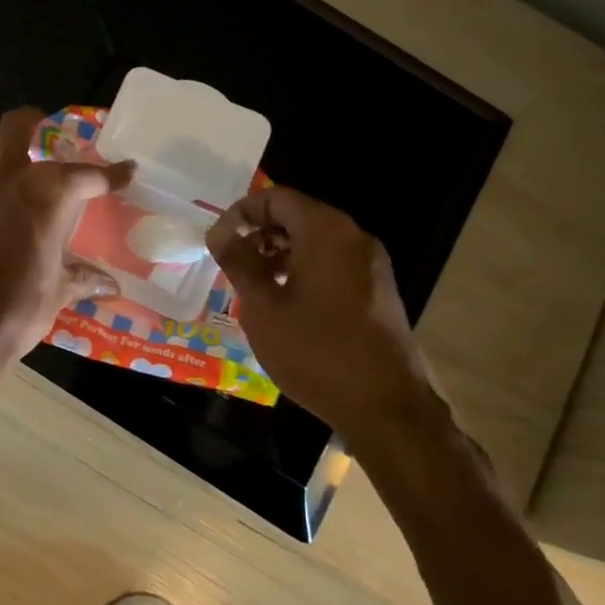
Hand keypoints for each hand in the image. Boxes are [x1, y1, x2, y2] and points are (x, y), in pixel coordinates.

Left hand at [0, 107, 133, 364]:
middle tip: (44, 131)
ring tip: (4, 159)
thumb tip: (111, 286)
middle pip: (19, 125)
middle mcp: (8, 178)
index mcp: (48, 195)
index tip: (125, 171)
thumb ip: (83, 279)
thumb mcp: (59, 293)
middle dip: (34, 121)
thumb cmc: (18, 309)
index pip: (88, 175)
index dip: (111, 173)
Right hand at [205, 187, 443, 442]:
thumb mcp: (263, 307)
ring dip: (281, 253)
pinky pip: (335, 263)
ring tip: (254, 284)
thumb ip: (239, 262)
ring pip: (317, 241)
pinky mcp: (379, 290)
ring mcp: (371, 264)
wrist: (386, 406)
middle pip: (299, 215)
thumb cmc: (316, 352)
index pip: (277, 197)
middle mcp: (354, 237)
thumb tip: (219, 232)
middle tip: (232, 262)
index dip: (242, 212)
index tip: (218, 240)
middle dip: (261, 233)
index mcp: (326, 231)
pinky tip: (286, 303)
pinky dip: (305, 269)